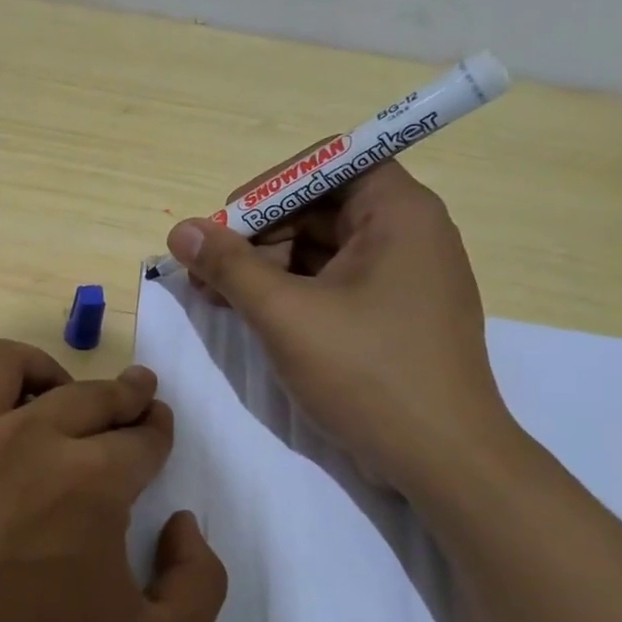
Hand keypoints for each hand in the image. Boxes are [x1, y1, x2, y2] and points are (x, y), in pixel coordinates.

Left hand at [0, 340, 226, 621]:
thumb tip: (182, 523)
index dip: (158, 432)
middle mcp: (32, 440)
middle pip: (93, 396)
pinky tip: (4, 428)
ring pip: (16, 366)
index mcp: (93, 482)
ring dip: (55, 374)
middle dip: (126, 396)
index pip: (141, 437)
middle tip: (137, 401)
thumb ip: (199, 582)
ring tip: (63, 396)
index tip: (158, 431)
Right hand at [166, 162, 512, 491]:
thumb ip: (229, 266)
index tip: (227, 223)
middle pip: (320, 207)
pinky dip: (291, 292)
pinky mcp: (394, 315)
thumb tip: (180, 230)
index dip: (271, 186)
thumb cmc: (367, 372)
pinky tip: (252, 314)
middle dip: (258, 235)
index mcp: (398, 213)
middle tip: (207, 271)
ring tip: (217, 297)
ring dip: (267, 267)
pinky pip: (334, 283)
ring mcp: (404, 277)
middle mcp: (408, 233)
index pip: (329, 162)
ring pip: (322, 249)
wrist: (442, 458)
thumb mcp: (286, 315)